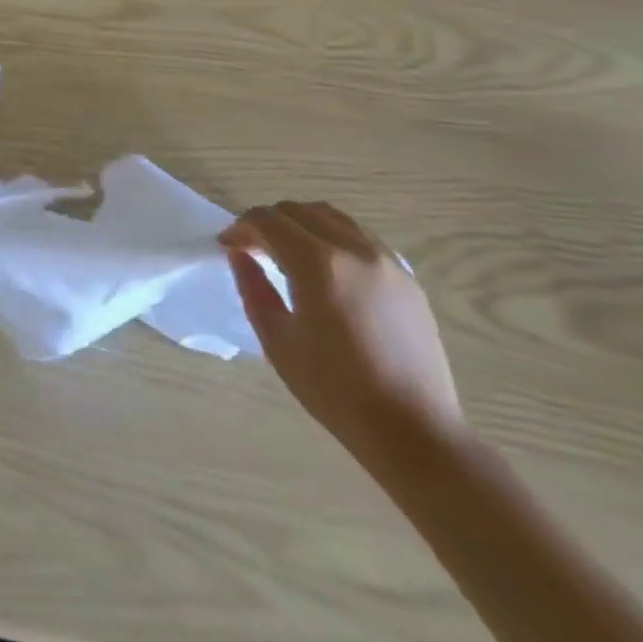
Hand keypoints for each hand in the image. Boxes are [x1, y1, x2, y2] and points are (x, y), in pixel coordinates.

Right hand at [221, 201, 461, 466]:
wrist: (414, 430)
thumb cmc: (336, 391)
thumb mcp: (278, 342)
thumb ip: (253, 289)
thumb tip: (239, 255)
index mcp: (318, 264)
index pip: (268, 221)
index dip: (241, 227)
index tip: (228, 245)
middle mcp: (353, 249)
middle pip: (299, 211)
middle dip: (268, 222)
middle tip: (252, 249)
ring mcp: (386, 260)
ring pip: (332, 216)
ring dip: (301, 223)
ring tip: (288, 253)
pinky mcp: (407, 276)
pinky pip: (360, 236)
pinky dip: (333, 236)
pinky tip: (326, 268)